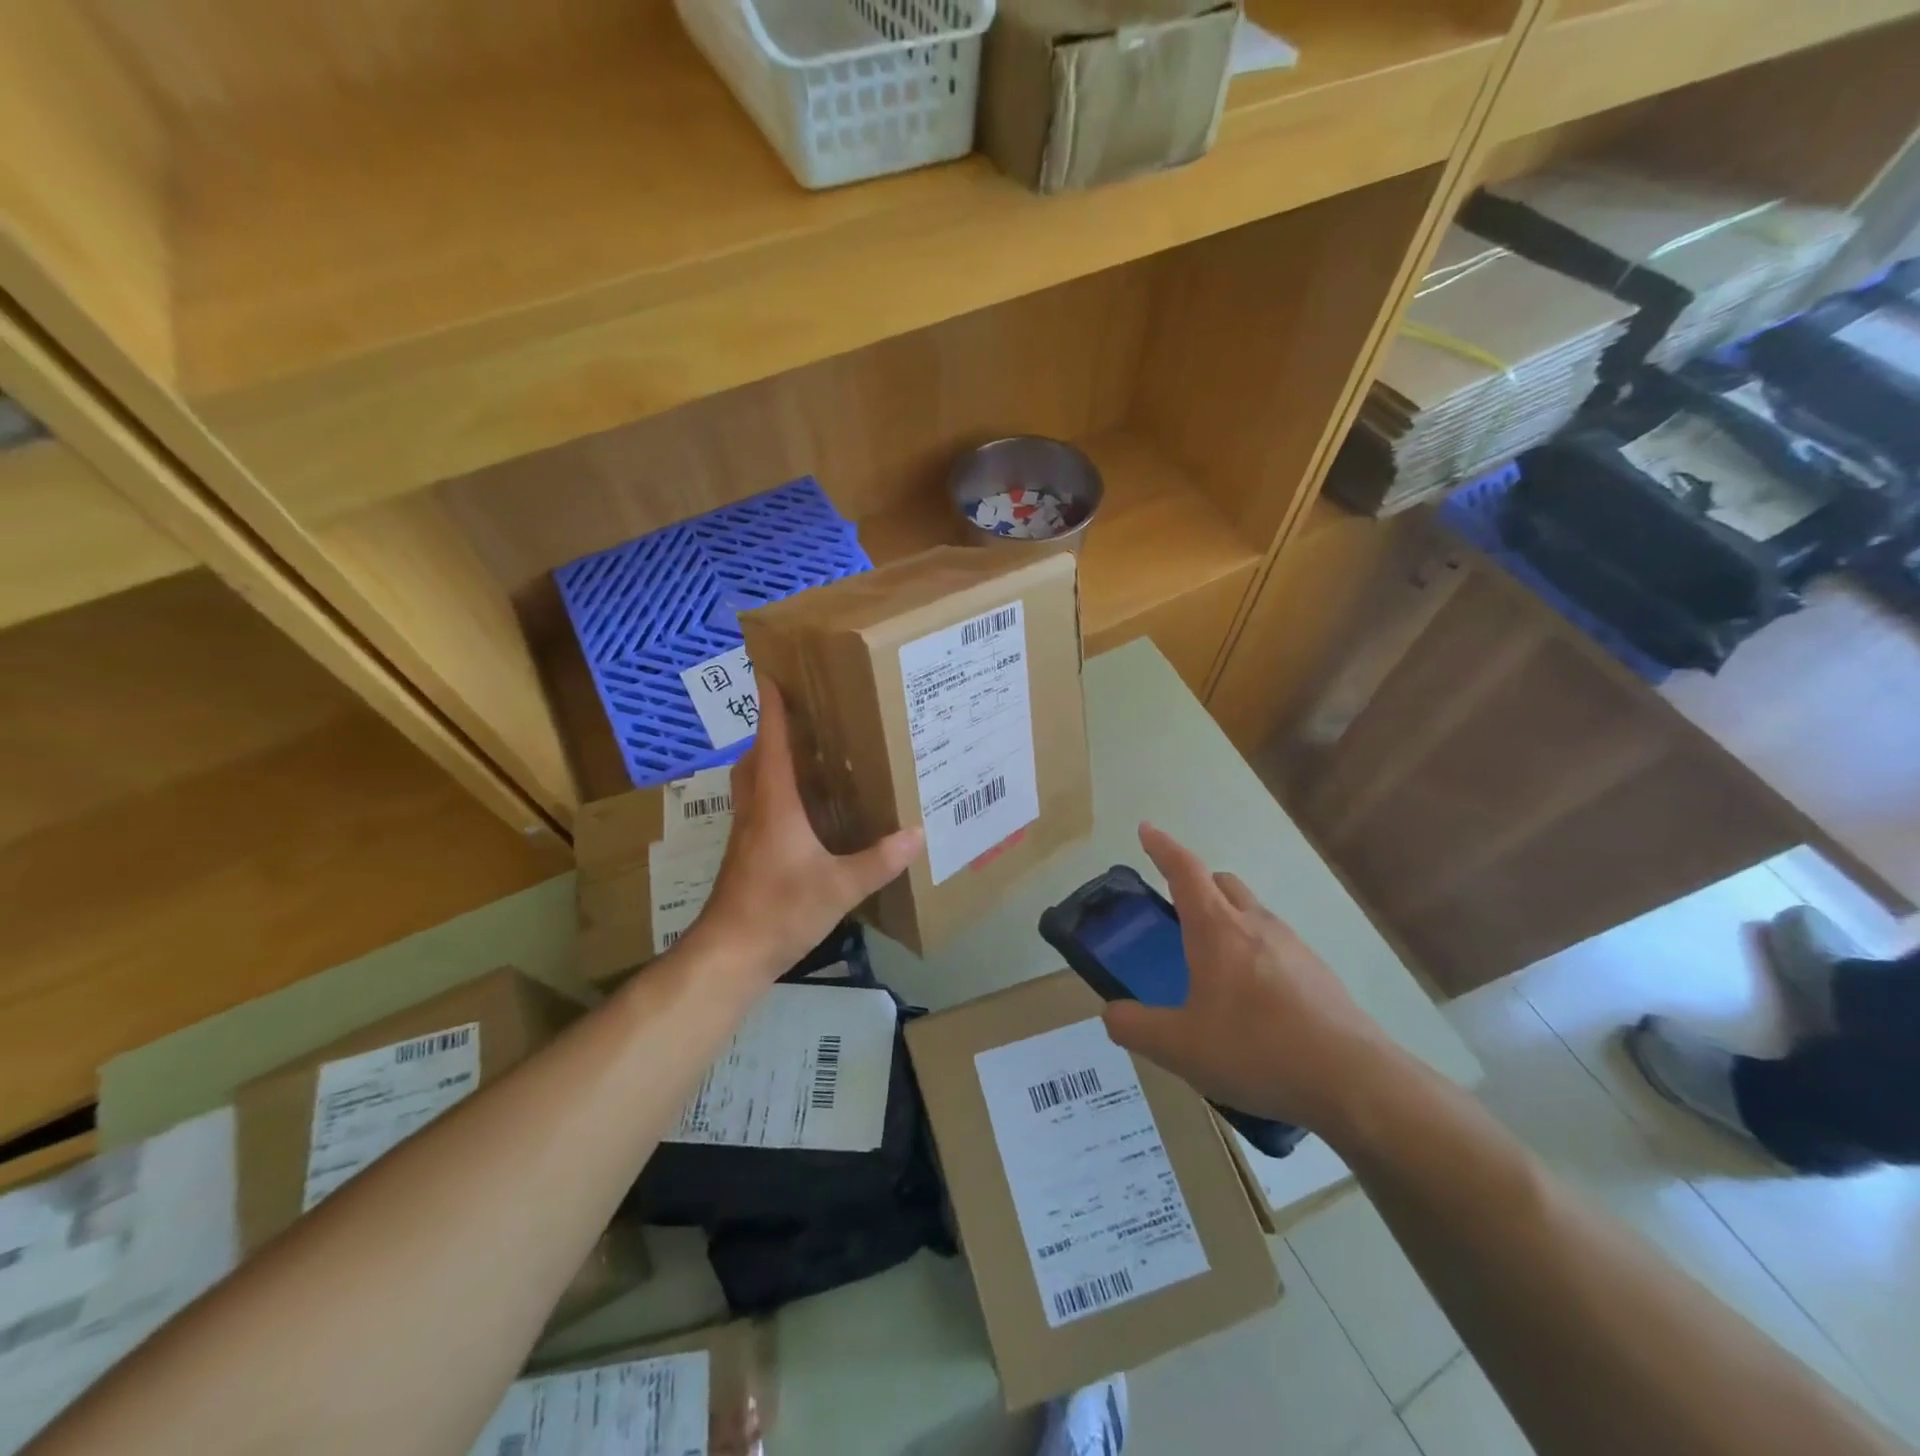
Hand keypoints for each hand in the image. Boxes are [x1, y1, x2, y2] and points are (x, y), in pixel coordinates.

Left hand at [689, 681, 923, 979]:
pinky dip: (773, 792)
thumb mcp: (838, 887)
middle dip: (770, 732)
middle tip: (798, 715)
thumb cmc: (779, 910)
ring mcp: (745, 835)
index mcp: (775, 805)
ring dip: (769, 761)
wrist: (729, 954)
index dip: (772, 709)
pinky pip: (758, 807)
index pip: (772, 744)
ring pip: (752, 784)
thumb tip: (917, 834)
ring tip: (802, 755)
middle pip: (755, 759)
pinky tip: (799, 810)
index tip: (769, 675)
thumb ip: (879, 861)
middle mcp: (755, 811)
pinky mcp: (745, 856)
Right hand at [1102, 824, 1397, 1134]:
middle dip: (1197, 883)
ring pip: (1253, 913)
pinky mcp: (1319, 975)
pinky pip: (1277, 946)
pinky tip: (1252, 1001)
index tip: (1146, 830)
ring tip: (1213, 964)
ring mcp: (1294, 947)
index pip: (1185, 870)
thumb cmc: (1256, 1050)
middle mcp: (1256, 925)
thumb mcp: (1179, 1047)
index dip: (1163, 847)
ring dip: (1228, 920)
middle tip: (1176, 908)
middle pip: (1223, 883)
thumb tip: (1112, 1014)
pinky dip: (1255, 953)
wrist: (1353, 1081)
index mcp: (1217, 929)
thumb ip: (1135, 1027)